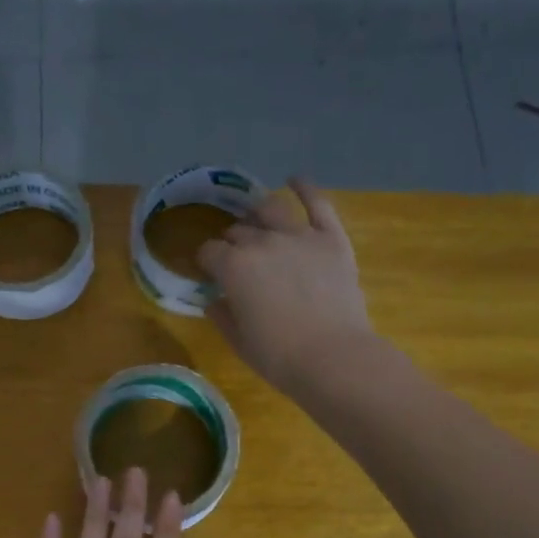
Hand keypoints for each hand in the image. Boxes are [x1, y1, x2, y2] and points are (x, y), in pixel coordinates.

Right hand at [195, 177, 373, 394]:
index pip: (209, 251)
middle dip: (232, 242)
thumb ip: (222, 315)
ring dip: (258, 213)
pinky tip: (295, 180)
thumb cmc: (278, 357)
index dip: (206, 261)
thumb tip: (214, 301)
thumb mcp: (238, 340)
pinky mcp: (331, 239)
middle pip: (239, 231)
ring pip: (270, 209)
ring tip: (256, 219)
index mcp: (233, 267)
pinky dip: (305, 188)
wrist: (332, 357)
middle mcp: (262, 242)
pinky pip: (318, 204)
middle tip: (236, 257)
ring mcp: (299, 236)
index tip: (209, 272)